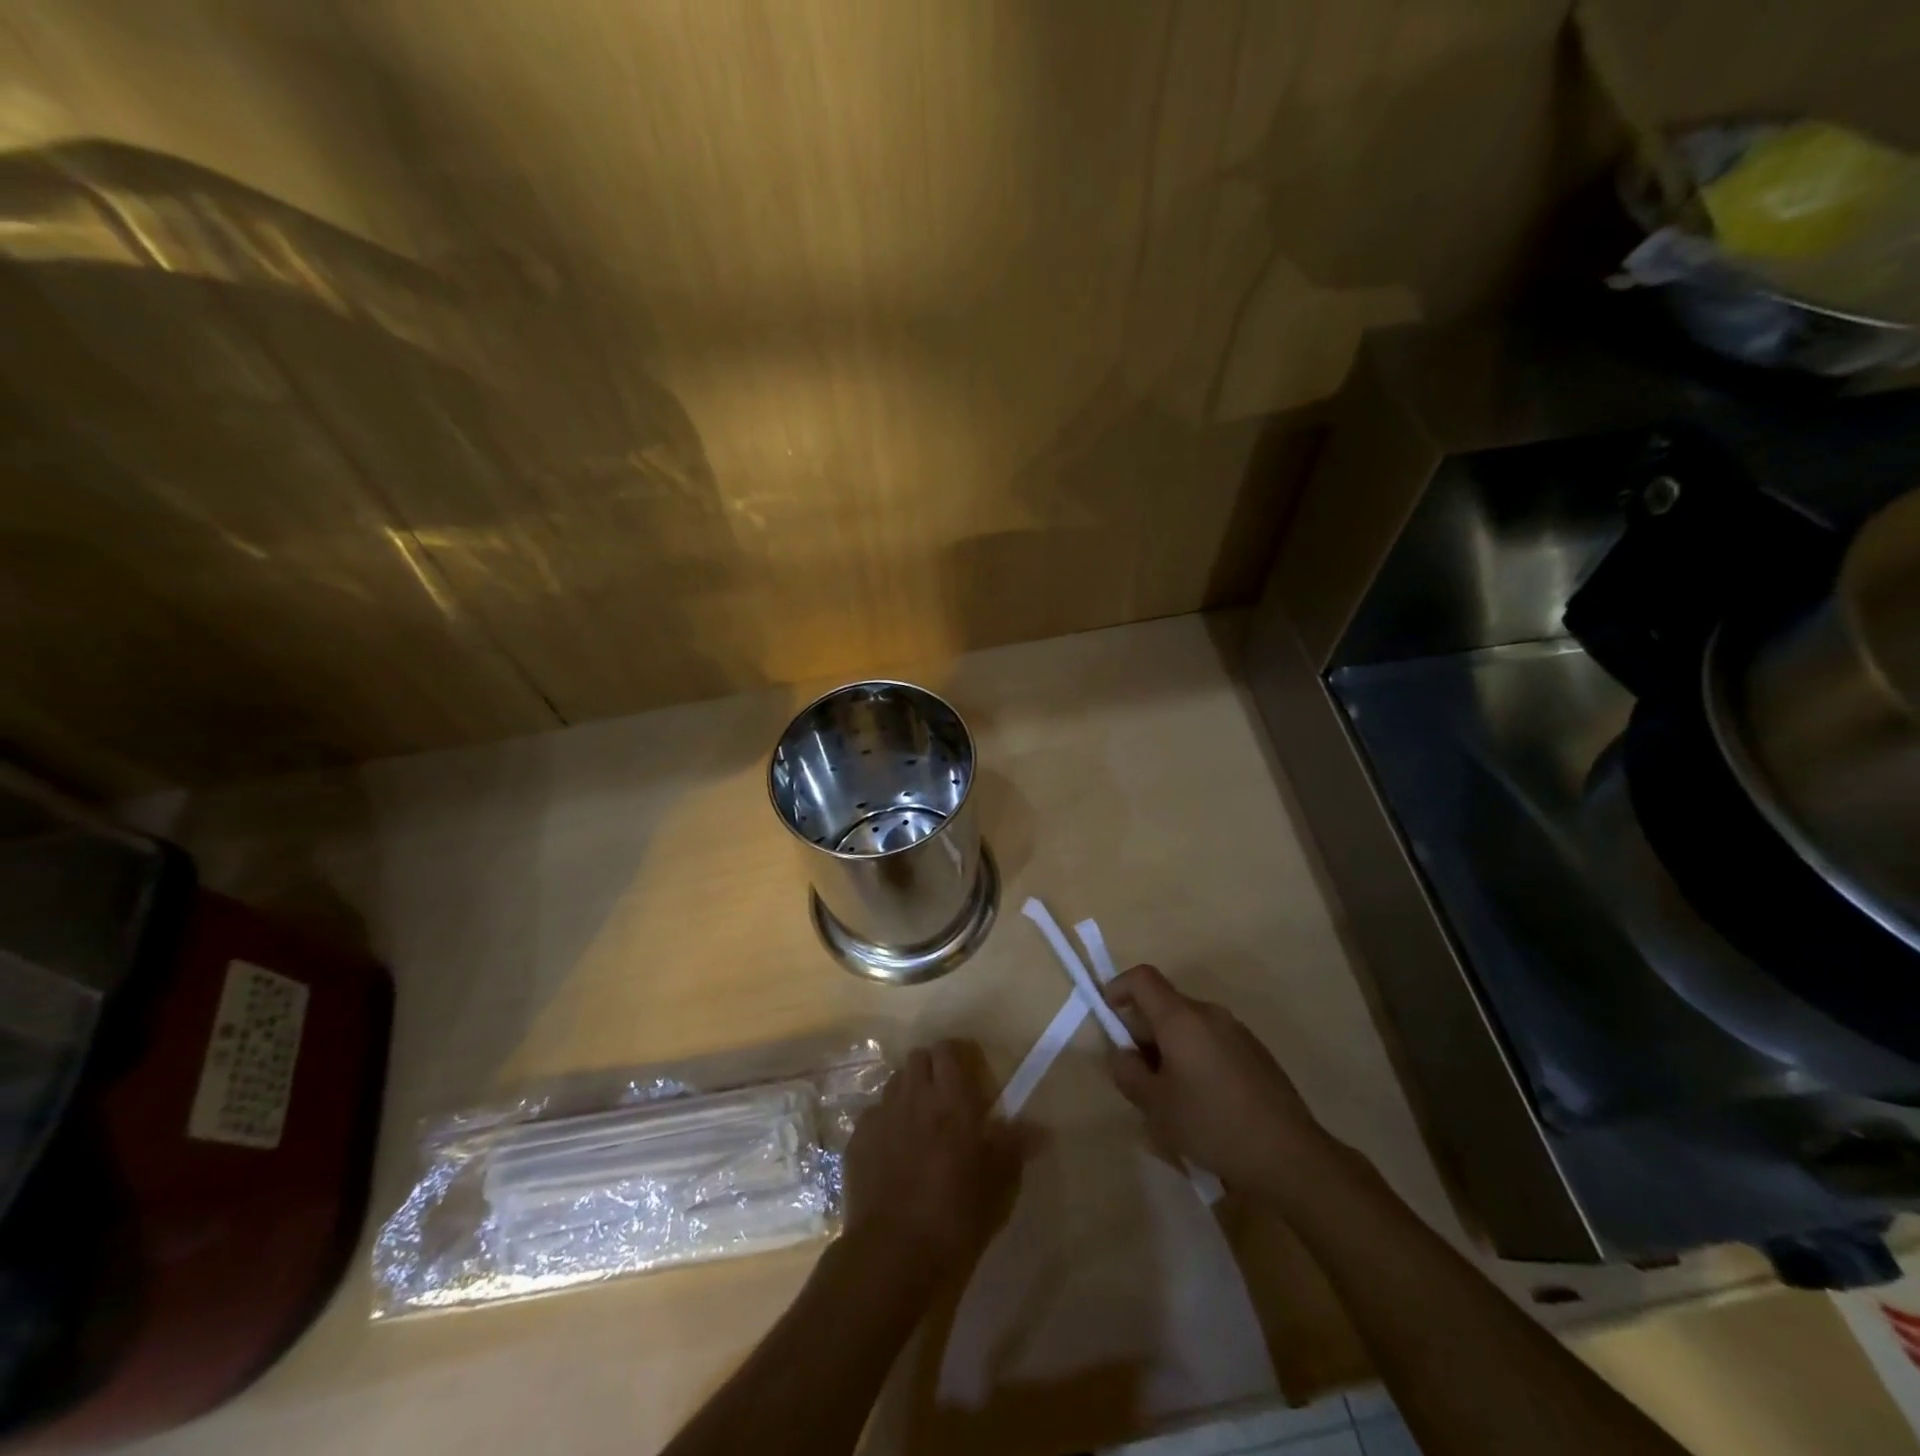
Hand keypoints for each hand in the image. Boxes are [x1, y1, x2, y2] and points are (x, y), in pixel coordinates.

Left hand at [843, 1040, 1027, 1277]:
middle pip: (918, 1057)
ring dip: (908, 1091)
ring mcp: (881, 1115)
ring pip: (895, 1082)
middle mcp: (914, 1096)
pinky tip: (893, 1151)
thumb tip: (1040, 1129)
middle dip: (932, 1068)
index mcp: (952, 1099)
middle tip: (946, 1096)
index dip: (959, 1055)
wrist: (895, 1251)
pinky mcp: (857, 1139)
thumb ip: (1015, 1146)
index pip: (949, 1049)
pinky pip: (874, 1114)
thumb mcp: (998, 1183)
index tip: (971, 1074)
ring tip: (920, 1121)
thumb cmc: (957, 1214)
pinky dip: (886, 1122)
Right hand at [1104, 964, 1326, 1195]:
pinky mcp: (1257, 1053)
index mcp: (1181, 1018)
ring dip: (1171, 1046)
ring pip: (1190, 1025)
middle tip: (1138, 1072)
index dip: (1119, 987)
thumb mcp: (1156, 1105)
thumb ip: (1128, 1073)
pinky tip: (1205, 1102)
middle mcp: (1210, 1014)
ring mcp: (1238, 1032)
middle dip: (1144, 1029)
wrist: (1289, 1155)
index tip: (1108, 1013)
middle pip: (1166, 1004)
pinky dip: (1197, 1057)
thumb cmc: (1212, 1124)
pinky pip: (1214, 1041)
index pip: (1143, 978)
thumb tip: (1121, 1053)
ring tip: (1171, 1094)